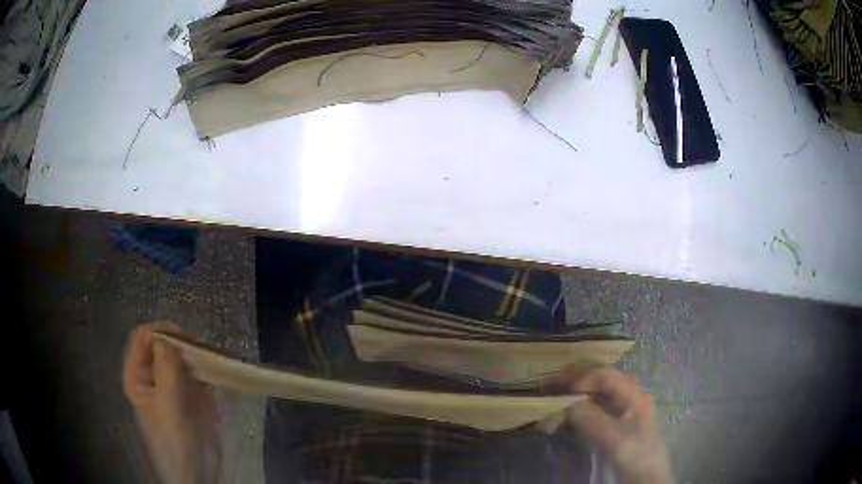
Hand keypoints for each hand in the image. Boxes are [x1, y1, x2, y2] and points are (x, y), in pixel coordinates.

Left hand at [122, 322, 220, 483]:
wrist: (198, 470)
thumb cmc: (175, 442)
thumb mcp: (169, 408)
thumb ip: (166, 373)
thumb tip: (164, 337)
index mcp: (137, 377)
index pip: (141, 340)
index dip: (159, 333)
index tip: (182, 336)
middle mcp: (152, 375)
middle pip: (162, 345)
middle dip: (181, 343)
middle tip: (201, 348)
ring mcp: (172, 383)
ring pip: (181, 356)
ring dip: (196, 353)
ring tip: (213, 357)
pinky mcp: (191, 391)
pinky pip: (197, 371)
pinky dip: (207, 366)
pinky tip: (218, 367)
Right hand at [562, 365, 670, 483]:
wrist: (646, 475)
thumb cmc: (634, 453)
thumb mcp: (614, 439)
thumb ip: (592, 420)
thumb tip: (567, 405)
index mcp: (633, 394)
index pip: (605, 375)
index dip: (582, 377)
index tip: (561, 388)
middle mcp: (628, 396)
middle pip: (601, 379)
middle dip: (576, 378)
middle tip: (551, 382)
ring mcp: (622, 409)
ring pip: (597, 393)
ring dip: (576, 392)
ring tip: (554, 394)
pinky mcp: (615, 423)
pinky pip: (595, 407)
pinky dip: (579, 406)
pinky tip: (567, 412)